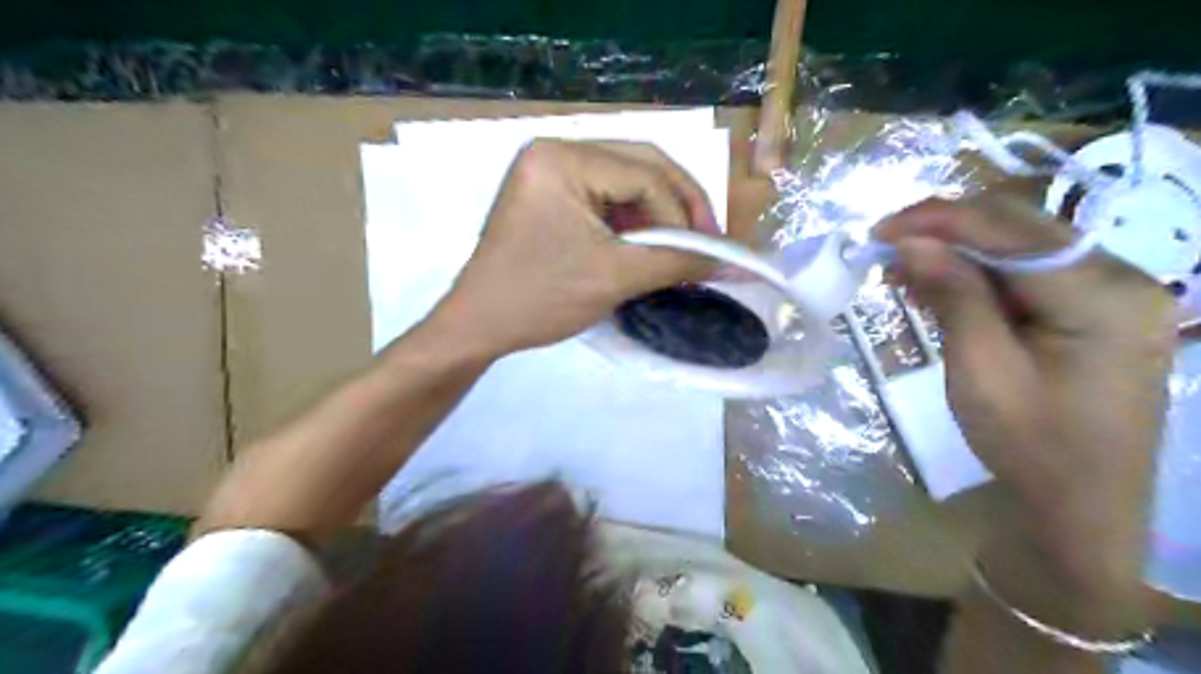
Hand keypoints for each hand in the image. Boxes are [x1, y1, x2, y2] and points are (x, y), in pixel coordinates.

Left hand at [430, 139, 716, 359]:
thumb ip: (678, 262)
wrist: (478, 326)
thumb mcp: (615, 277)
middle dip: (678, 205)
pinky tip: (648, 244)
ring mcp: (548, 171)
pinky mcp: (547, 194)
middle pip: (638, 165)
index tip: (707, 252)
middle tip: (706, 239)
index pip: (645, 175)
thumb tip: (732, 263)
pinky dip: (632, 220)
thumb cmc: (540, 298)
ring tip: (680, 246)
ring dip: (657, 213)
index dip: (684, 214)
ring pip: (624, 181)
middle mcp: (554, 150)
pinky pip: (603, 197)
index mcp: (562, 158)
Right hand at [874, 194, 1174, 593]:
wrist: (1082, 504)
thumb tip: (911, 242)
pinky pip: (1028, 272)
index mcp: (1103, 296)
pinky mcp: (1095, 307)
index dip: (938, 220)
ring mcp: (1113, 291)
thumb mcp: (980, 370)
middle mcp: (1121, 277)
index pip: (1009, 230)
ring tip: (903, 266)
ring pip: (1021, 245)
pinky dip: (979, 272)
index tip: (878, 230)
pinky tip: (940, 283)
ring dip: (958, 250)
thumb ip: (953, 295)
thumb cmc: (1030, 445)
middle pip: (1020, 227)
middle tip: (886, 246)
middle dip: (946, 230)